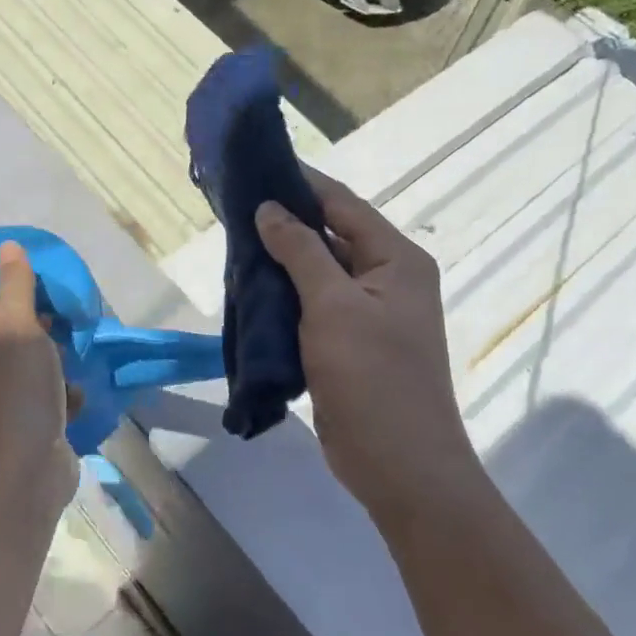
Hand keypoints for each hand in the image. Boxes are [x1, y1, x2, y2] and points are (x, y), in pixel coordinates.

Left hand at [0, 241, 76, 520]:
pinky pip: (39, 386)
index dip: (2, 289)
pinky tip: (73, 392)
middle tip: (58, 325)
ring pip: (26, 355)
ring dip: (53, 355)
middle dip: (36, 323)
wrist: (27, 469)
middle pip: (3, 325)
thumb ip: (16, 285)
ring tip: (69, 359)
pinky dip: (57, 386)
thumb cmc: (19, 390)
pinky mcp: (18, 415)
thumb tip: (7, 245)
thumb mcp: (21, 328)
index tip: (35, 294)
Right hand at [255, 169, 478, 518]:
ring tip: (235, 246)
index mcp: (397, 260)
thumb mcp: (333, 305)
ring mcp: (369, 314)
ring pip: (319, 273)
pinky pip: (314, 306)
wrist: (400, 466)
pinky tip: (251, 291)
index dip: (302, 184)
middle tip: (235, 211)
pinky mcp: (350, 344)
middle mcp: (387, 279)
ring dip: (283, 263)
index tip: (257, 169)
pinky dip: (286, 297)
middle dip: (286, 224)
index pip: (343, 206)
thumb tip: (271, 208)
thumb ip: (302, 251)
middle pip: (332, 236)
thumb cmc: (372, 377)